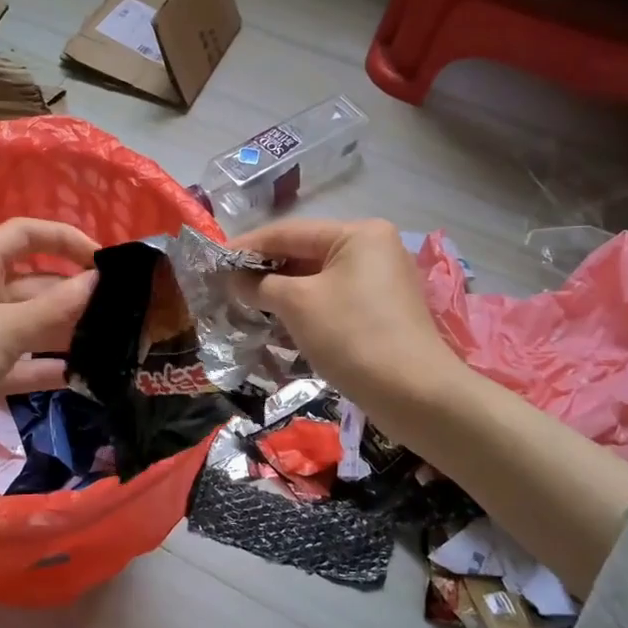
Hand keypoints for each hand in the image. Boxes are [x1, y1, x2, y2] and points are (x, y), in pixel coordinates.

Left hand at [0, 217, 98, 463]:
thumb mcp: (5, 329)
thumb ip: (55, 306)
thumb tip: (98, 279)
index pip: (24, 235)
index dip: (64, 239)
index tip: (104, 260)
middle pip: (35, 282)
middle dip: (74, 292)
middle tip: (121, 309)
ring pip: (33, 323)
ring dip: (67, 331)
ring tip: (114, 340)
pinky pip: (26, 361)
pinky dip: (50, 366)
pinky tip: (86, 375)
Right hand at [233, 218, 456, 413]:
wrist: (414, 394)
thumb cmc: (352, 336)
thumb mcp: (297, 304)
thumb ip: (260, 285)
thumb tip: (234, 280)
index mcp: (358, 234)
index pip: (289, 232)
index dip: (247, 247)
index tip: (213, 260)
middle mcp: (373, 249)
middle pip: (304, 254)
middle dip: (264, 272)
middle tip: (225, 285)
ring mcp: (381, 281)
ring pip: (318, 280)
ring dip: (281, 293)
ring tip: (244, 305)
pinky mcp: (382, 312)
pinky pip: (333, 300)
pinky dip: (304, 309)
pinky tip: (278, 323)